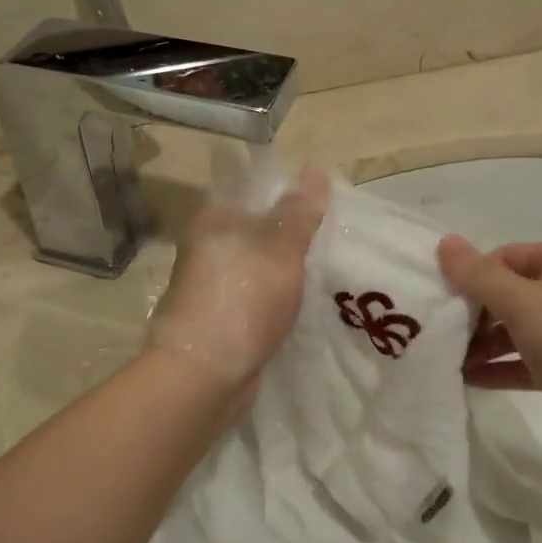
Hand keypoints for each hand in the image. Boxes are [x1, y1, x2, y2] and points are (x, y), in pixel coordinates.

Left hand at [148, 168, 326, 393]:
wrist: (206, 374)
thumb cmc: (243, 298)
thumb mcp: (281, 247)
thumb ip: (299, 211)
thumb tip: (314, 169)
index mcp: (213, 218)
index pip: (253, 188)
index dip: (289, 191)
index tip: (325, 202)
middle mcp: (206, 245)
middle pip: (257, 226)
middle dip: (292, 232)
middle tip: (335, 234)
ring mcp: (212, 283)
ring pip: (258, 263)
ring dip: (287, 267)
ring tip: (329, 266)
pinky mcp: (221, 316)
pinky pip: (257, 293)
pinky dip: (278, 294)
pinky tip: (305, 299)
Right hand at [437, 237, 541, 441]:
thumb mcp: (522, 302)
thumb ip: (479, 275)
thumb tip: (445, 242)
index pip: (506, 257)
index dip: (472, 275)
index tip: (440, 302)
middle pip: (511, 293)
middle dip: (474, 313)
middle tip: (440, 335)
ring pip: (519, 330)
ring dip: (484, 344)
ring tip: (447, 362)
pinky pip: (530, 362)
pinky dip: (502, 368)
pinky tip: (469, 381)